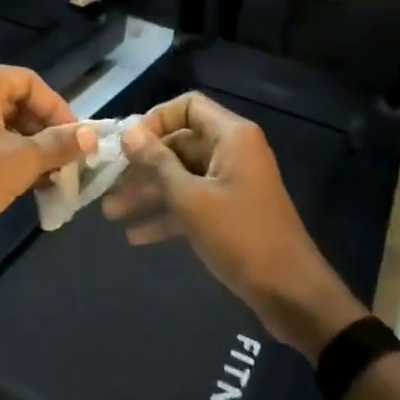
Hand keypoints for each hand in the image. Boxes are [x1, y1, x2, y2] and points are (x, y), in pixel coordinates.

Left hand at [0, 60, 95, 293]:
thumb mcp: (21, 161)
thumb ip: (59, 144)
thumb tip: (92, 136)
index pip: (34, 84)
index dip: (61, 112)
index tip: (80, 143)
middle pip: (18, 102)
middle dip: (46, 133)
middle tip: (68, 162)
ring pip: (3, 123)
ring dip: (30, 148)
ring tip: (51, 178)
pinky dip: (7, 155)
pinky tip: (25, 182)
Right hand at [104, 92, 367, 358]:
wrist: (290, 293)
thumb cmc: (240, 236)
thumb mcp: (191, 199)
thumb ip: (157, 163)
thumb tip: (129, 132)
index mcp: (231, 136)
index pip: (187, 106)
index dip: (155, 120)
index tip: (127, 145)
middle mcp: (232, 152)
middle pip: (179, 144)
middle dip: (143, 165)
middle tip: (108, 184)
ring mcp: (231, 183)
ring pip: (182, 176)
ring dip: (148, 193)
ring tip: (111, 214)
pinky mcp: (230, 212)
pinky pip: (193, 202)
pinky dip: (167, 214)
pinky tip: (137, 236)